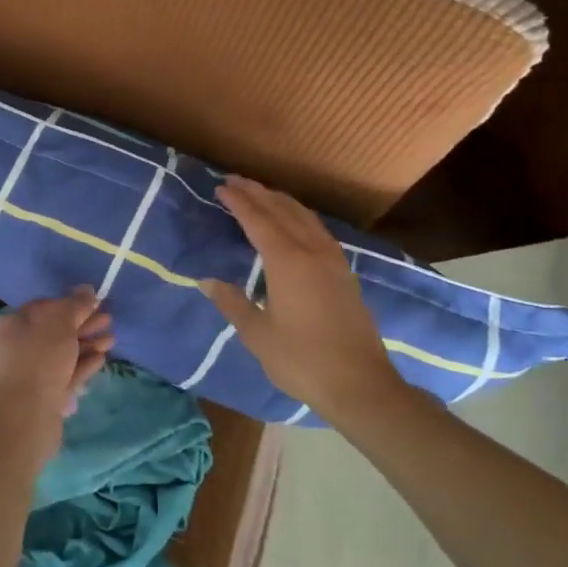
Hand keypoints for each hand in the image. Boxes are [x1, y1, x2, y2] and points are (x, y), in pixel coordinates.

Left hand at [0, 288, 111, 468]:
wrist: (26, 416)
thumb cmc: (40, 358)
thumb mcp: (60, 322)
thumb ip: (76, 304)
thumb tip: (87, 289)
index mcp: (14, 323)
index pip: (45, 306)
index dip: (70, 303)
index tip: (94, 302)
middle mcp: (19, 346)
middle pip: (56, 330)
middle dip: (84, 324)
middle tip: (109, 319)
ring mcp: (31, 372)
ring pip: (63, 353)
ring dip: (88, 344)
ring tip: (112, 339)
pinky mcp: (44, 395)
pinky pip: (66, 373)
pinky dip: (83, 364)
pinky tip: (101, 359)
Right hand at [200, 176, 404, 417]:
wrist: (360, 385)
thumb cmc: (302, 360)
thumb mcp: (257, 335)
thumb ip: (232, 302)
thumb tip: (206, 281)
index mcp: (286, 261)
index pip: (257, 220)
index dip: (238, 201)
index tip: (221, 187)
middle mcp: (311, 251)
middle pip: (282, 210)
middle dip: (257, 193)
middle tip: (235, 181)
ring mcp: (333, 260)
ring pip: (304, 217)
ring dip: (280, 201)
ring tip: (261, 193)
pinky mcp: (345, 273)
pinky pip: (318, 229)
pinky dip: (299, 216)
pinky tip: (295, 222)